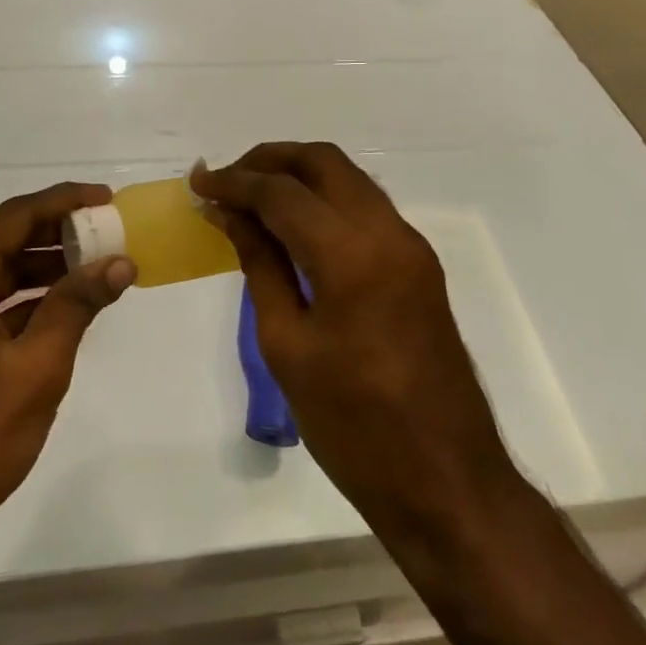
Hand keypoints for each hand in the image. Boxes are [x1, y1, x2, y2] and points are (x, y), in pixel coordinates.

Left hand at [0, 183, 136, 537]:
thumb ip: (77, 306)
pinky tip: (52, 307)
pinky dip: (10, 300)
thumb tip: (119, 264)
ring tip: (88, 267)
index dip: (62, 203)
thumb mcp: (36, 369)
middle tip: (102, 233)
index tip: (104, 198)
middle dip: (51, 235)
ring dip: (33, 268)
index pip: (11, 218)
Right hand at [191, 144, 518, 539]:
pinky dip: (324, 200)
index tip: (197, 182)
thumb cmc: (354, 425)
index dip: (234, 181)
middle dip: (269, 160)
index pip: (281, 192)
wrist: (448, 484)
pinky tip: (293, 226)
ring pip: (348, 178)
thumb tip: (230, 214)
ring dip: (299, 175)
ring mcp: (410, 246)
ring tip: (252, 197)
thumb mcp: (287, 345)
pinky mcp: (419, 265)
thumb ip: (260, 264)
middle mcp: (388, 233)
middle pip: (323, 162)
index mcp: (351, 254)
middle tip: (227, 180)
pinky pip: (364, 207)